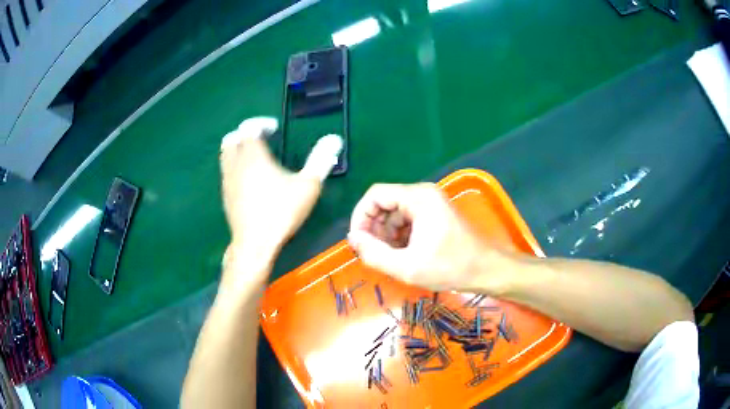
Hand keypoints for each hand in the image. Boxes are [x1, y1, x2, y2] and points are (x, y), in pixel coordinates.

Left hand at [220, 117, 341, 260]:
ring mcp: (227, 181)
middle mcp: (235, 164)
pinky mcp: (225, 196)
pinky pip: (227, 172)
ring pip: (226, 155)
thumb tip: (335, 139)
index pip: (249, 127)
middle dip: (246, 133)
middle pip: (232, 138)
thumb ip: (321, 160)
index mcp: (253, 156)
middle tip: (262, 139)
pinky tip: (251, 180)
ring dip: (239, 150)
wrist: (254, 244)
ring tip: (257, 158)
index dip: (261, 123)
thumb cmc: (281, 213)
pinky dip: (236, 167)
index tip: (274, 128)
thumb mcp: (307, 186)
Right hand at [347, 183, 504, 291]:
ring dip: (386, 234)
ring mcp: (431, 204)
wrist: (487, 270)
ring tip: (390, 257)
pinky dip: (400, 236)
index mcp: (418, 198)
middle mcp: (423, 194)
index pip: (375, 195)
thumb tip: (353, 238)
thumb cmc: (450, 267)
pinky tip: (403, 255)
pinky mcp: (436, 215)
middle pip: (385, 203)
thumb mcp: (407, 266)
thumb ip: (374, 253)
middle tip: (373, 254)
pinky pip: (408, 220)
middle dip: (374, 228)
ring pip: (396, 213)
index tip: (358, 242)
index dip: (360, 216)